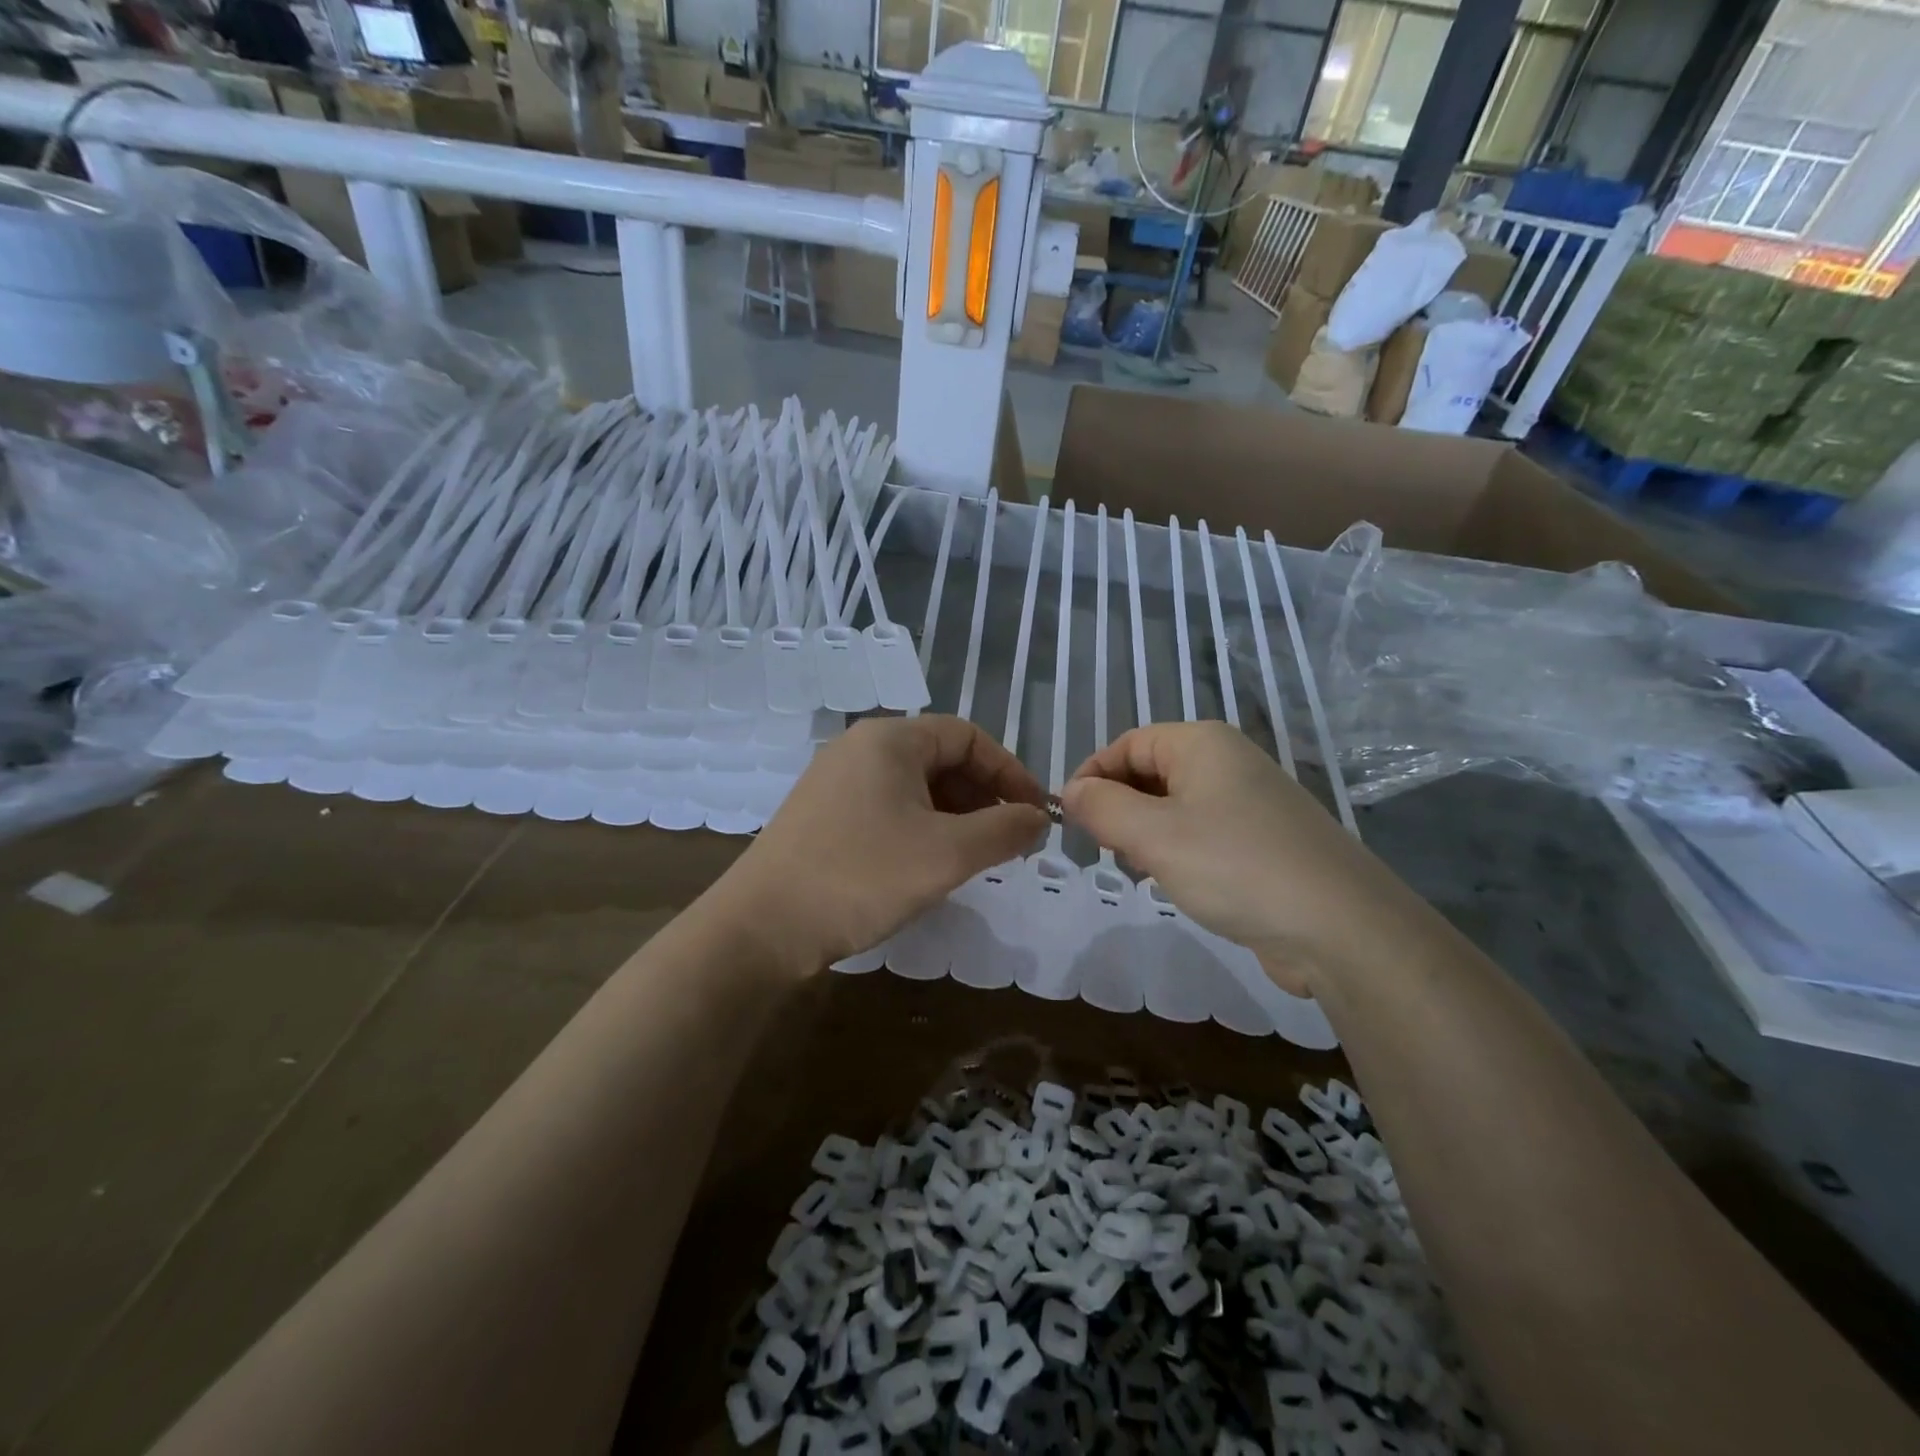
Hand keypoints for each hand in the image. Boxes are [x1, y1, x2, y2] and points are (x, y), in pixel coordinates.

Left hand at [715, 715, 1049, 970]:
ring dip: (953, 814)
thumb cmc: (861, 876)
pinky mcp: (821, 815)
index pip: (968, 736)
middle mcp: (859, 747)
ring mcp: (834, 781)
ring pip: (913, 786)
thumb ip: (1004, 830)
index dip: (1010, 771)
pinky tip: (927, 864)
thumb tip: (1039, 818)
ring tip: (974, 856)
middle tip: (1008, 839)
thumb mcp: (947, 854)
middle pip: (940, 758)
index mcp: (890, 739)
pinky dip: (919, 827)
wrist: (761, 928)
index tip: (1036, 813)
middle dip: (983, 796)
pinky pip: (886, 807)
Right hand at [1061, 721, 1406, 993]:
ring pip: (1174, 807)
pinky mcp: (1263, 842)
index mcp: (1202, 744)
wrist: (1342, 928)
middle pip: (1150, 773)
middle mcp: (1228, 763)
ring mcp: (1250, 803)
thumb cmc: (1236, 867)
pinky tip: (1174, 884)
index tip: (1070, 818)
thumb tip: (1072, 792)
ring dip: (1145, 835)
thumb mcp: (1154, 835)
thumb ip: (1102, 808)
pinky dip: (1177, 853)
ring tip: (1138, 870)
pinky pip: (1202, 835)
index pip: (1127, 744)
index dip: (1092, 776)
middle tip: (1104, 850)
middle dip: (1118, 808)